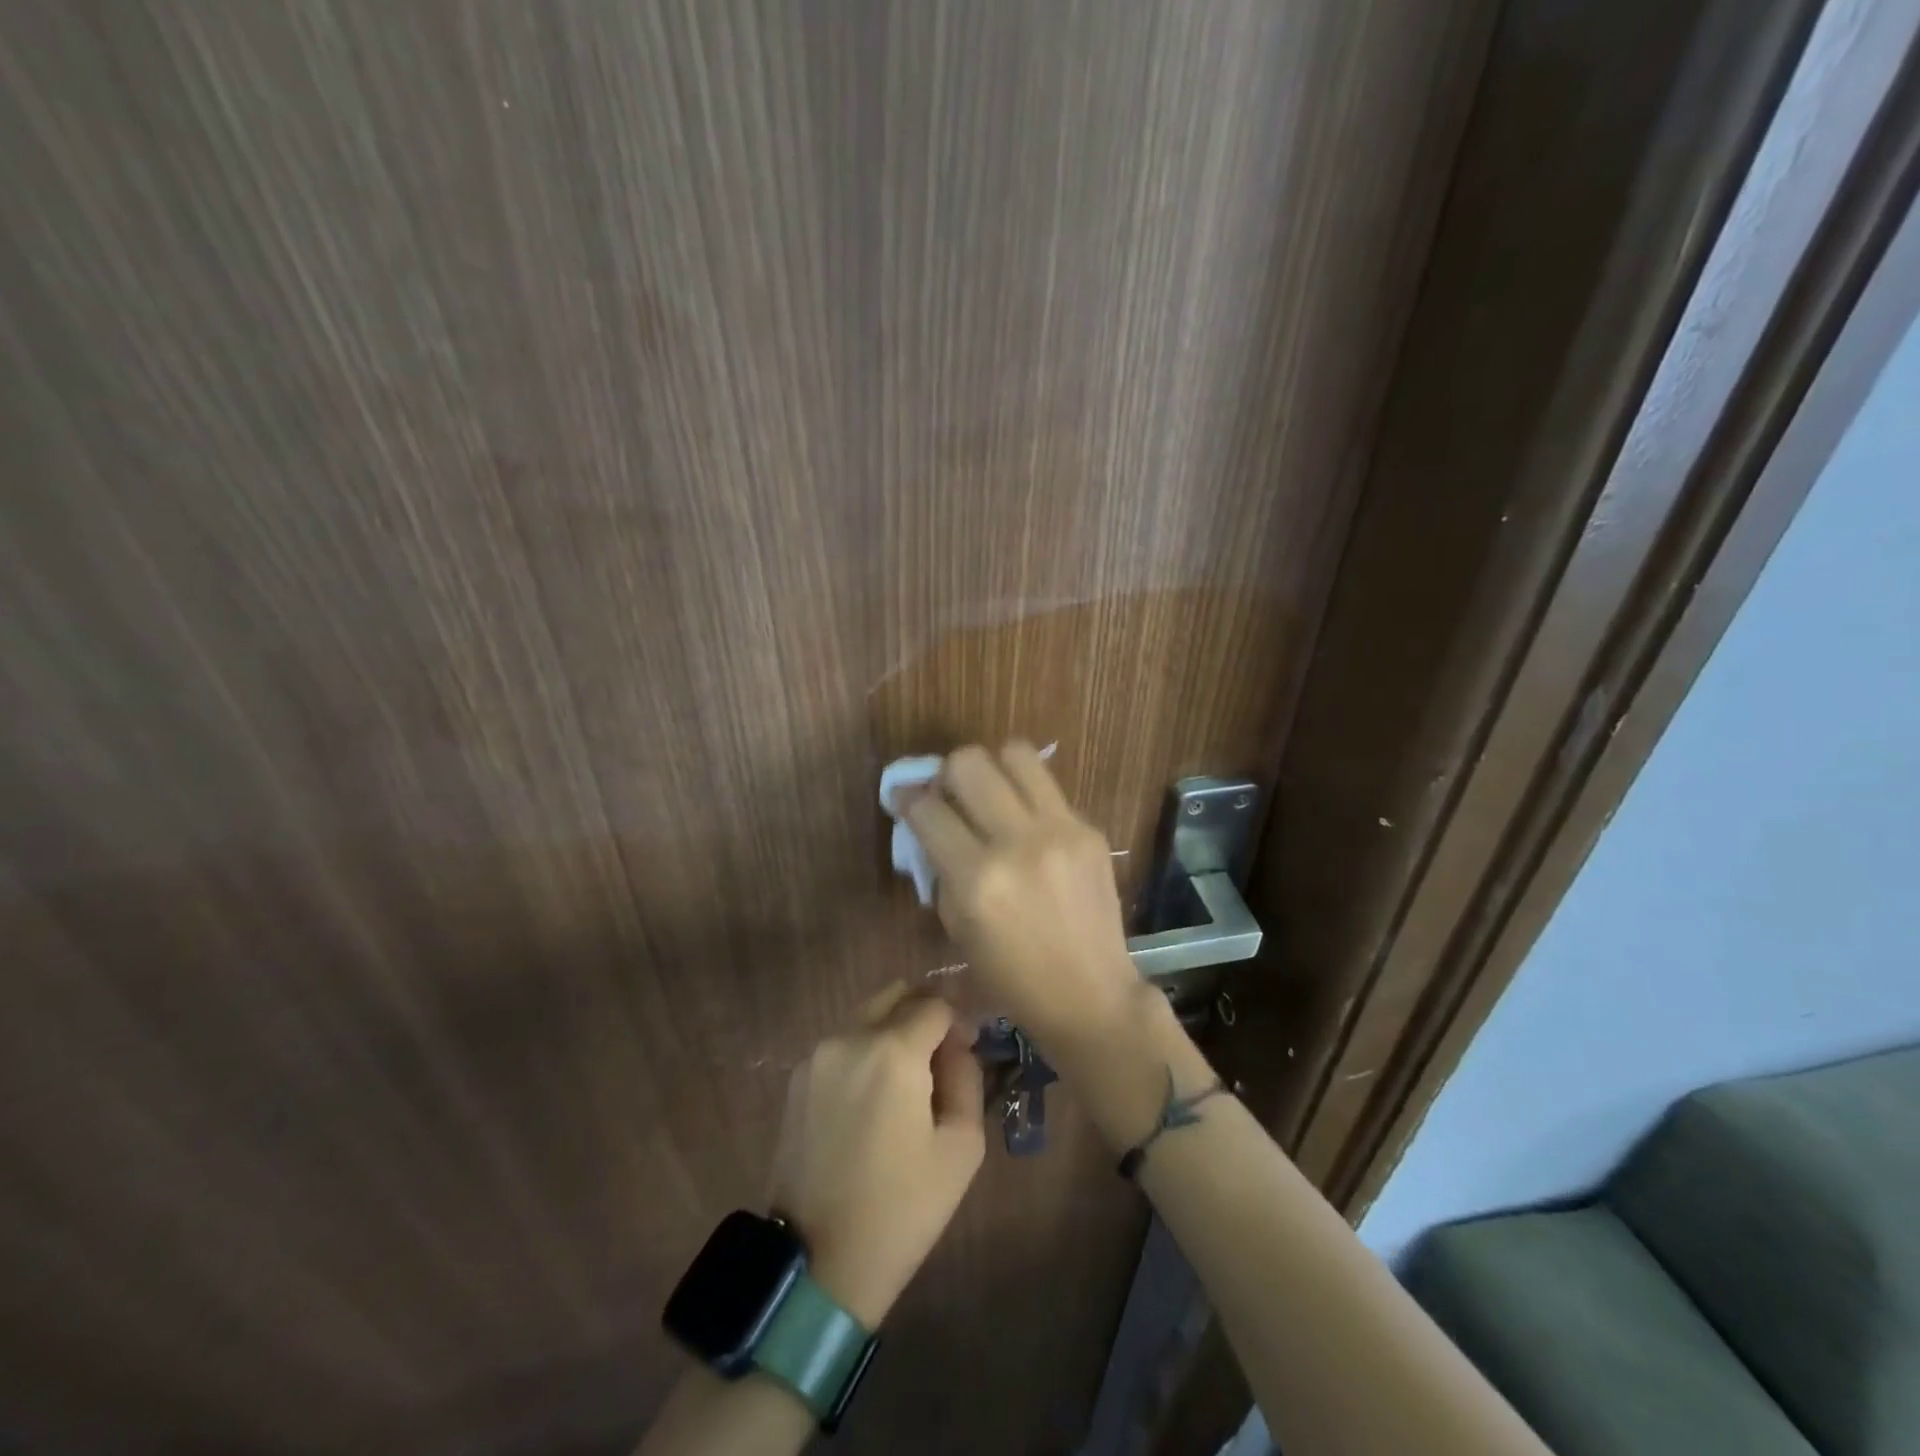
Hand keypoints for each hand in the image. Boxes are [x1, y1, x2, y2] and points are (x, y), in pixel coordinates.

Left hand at [769, 989, 984, 1328]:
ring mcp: (817, 1057)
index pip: (935, 1004)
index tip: (964, 1058)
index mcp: (892, 1051)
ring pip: (867, 1018)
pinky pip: (843, 1046)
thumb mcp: (961, 1147)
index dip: (957, 1025)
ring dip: (892, 1035)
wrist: (818, 1264)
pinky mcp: (797, 1080)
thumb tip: (957, 1045)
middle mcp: (849, 1038)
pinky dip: (864, 1056)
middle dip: (923, 1017)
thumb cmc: (902, 1209)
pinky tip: (869, 1106)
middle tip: (937, 1064)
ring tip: (903, 1090)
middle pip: (896, 996)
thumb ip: (967, 1077)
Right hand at [904, 742, 1143, 1052]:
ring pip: (1015, 753)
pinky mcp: (1089, 829)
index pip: (927, 808)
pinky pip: (1047, 786)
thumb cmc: (1012, 976)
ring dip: (993, 768)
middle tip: (950, 795)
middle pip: (968, 762)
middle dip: (947, 773)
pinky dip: (1026, 795)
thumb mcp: (957, 926)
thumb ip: (940, 867)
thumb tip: (929, 820)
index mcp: (977, 879)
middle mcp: (1017, 843)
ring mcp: (1060, 830)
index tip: (903, 797)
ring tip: (991, 794)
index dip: (906, 797)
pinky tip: (1027, 824)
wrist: (1090, 995)